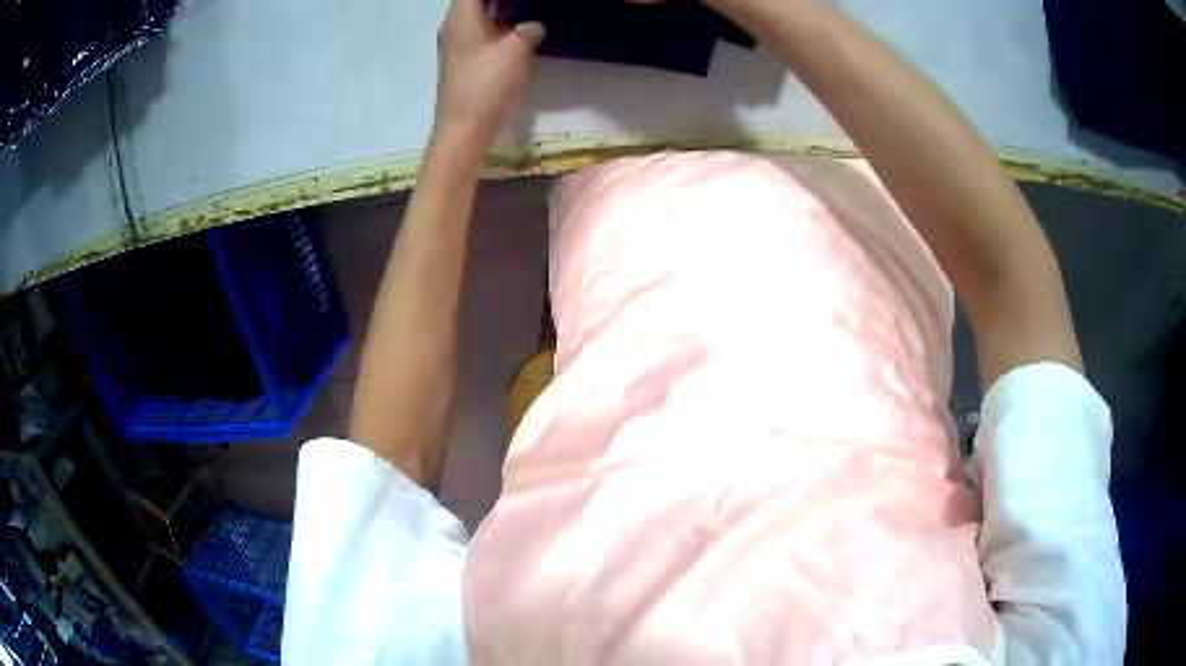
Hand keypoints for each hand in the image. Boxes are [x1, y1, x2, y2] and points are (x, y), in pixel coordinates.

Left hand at [434, 0, 544, 146]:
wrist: (464, 128)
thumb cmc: (487, 82)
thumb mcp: (517, 49)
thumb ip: (529, 29)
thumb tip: (533, 26)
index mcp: (461, 16)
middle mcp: (454, 27)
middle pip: (476, 1)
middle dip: (503, 0)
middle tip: (530, 5)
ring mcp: (456, 45)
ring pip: (479, 18)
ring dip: (503, 13)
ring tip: (530, 12)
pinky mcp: (463, 62)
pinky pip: (481, 35)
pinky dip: (498, 29)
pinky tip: (519, 35)